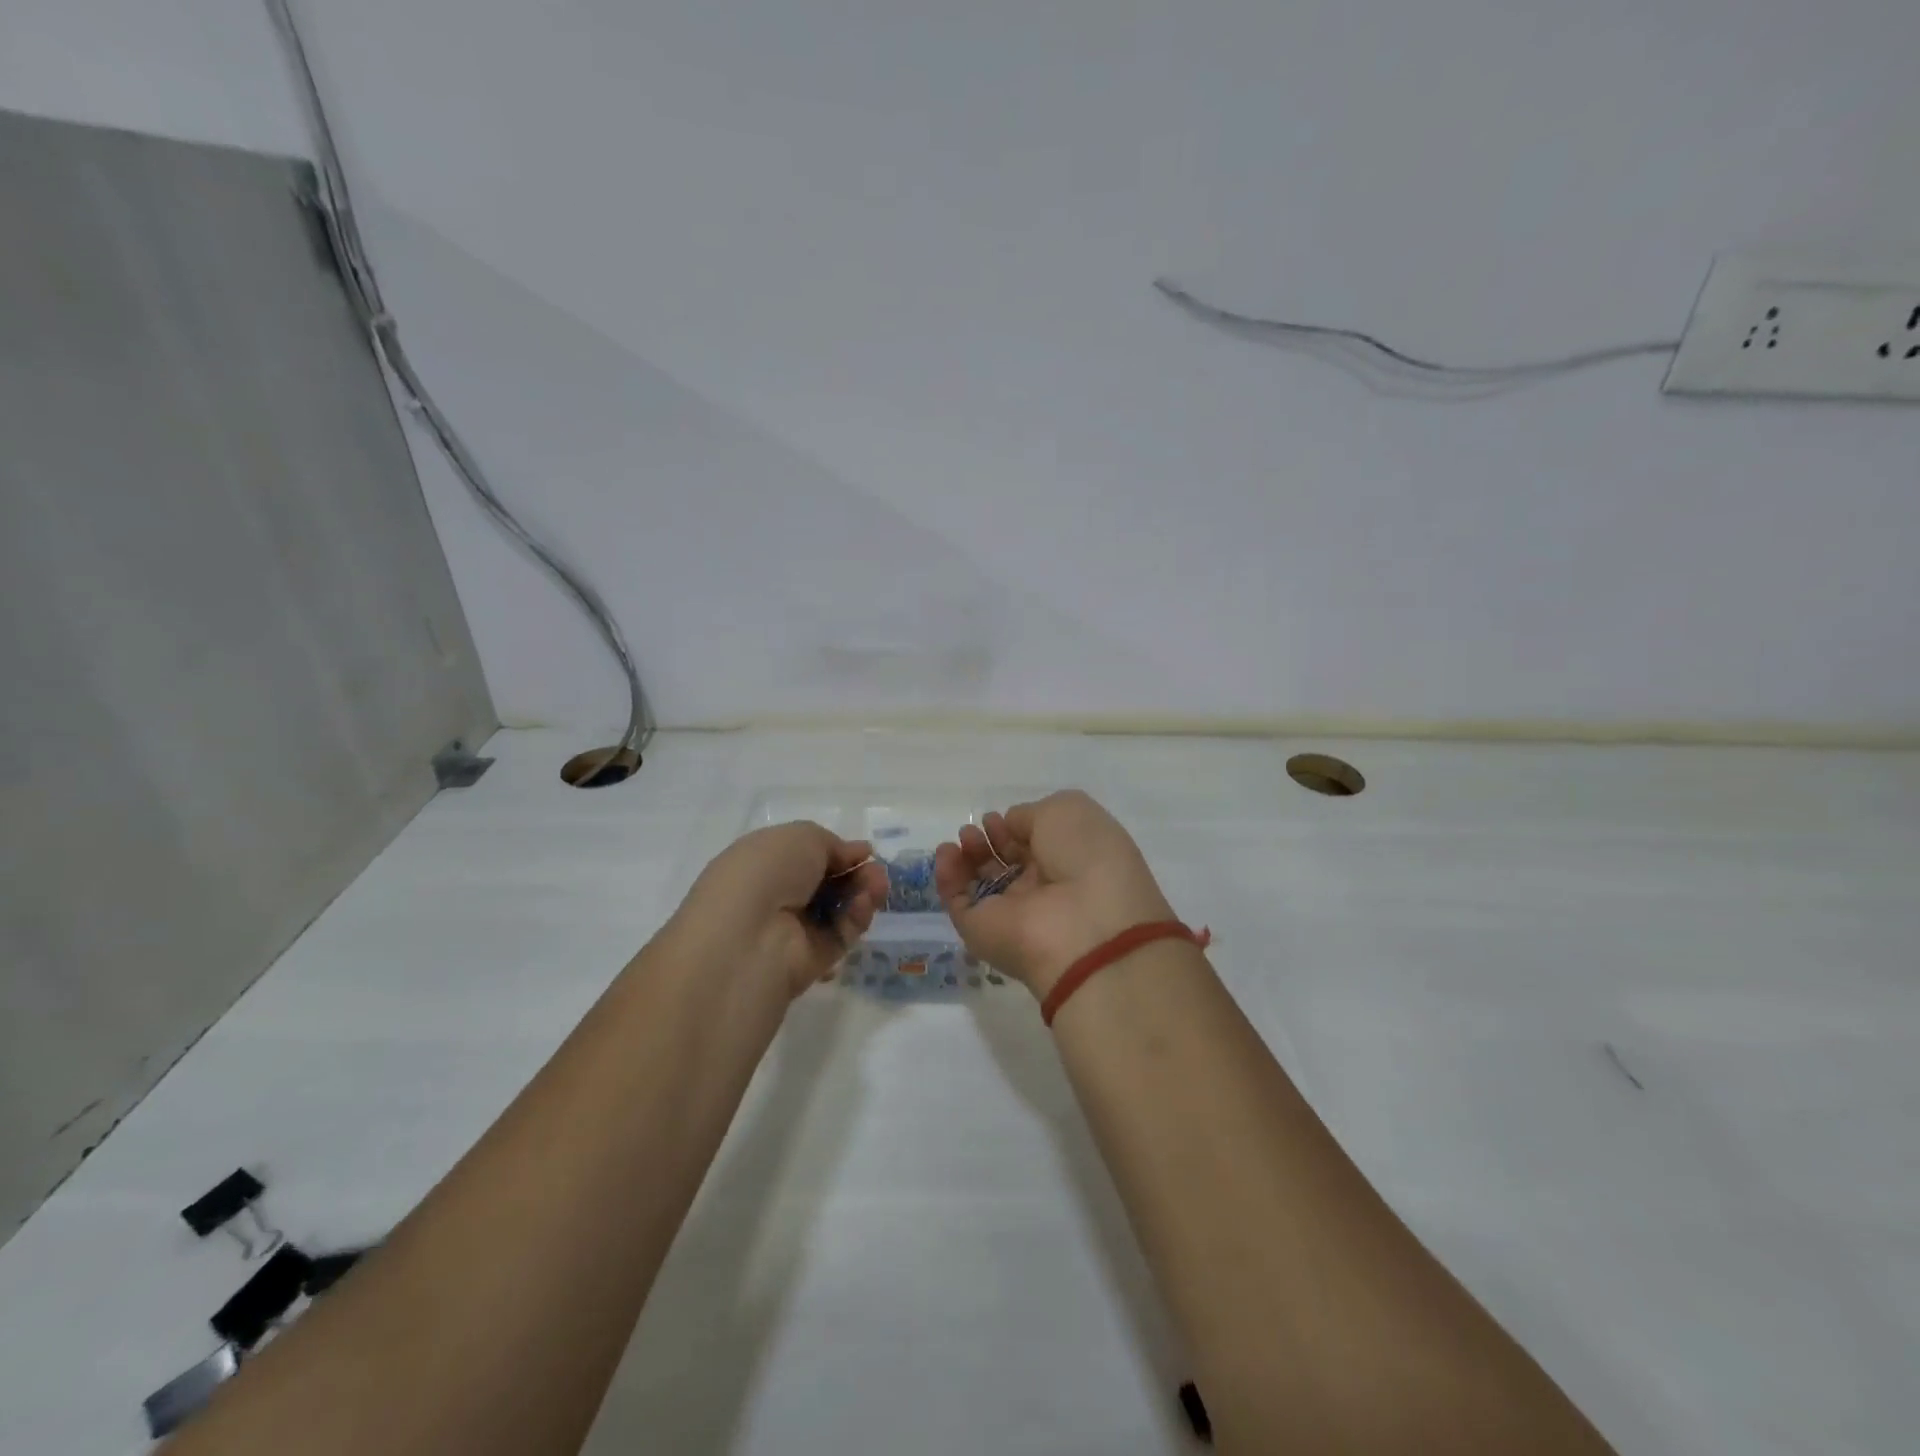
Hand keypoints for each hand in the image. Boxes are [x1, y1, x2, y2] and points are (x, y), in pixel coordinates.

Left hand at [669, 823, 889, 998]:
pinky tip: (865, 904)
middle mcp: (773, 897)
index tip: (864, 852)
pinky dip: (856, 918)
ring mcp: (791, 931)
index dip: (835, 852)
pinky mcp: (809, 962)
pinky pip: (840, 936)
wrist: (748, 937)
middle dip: (855, 873)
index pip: (803, 857)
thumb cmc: (766, 872)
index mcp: (760, 863)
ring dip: (862, 893)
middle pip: (825, 883)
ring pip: (837, 910)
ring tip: (878, 884)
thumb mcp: (802, 837)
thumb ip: (833, 844)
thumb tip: (855, 854)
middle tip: (876, 870)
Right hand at [934, 791, 1174, 998]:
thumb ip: (1029, 814)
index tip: (998, 817)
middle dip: (990, 840)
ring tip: (964, 837)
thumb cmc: (1085, 856)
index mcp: (1072, 862)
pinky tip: (947, 853)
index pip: (1036, 845)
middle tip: (978, 827)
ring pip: (982, 883)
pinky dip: (947, 877)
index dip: (1014, 828)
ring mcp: (1013, 914)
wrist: (1083, 923)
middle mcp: (1044, 890)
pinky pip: (959, 902)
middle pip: (1008, 864)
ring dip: (968, 855)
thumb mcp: (1066, 811)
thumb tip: (1009, 826)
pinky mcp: (982, 933)